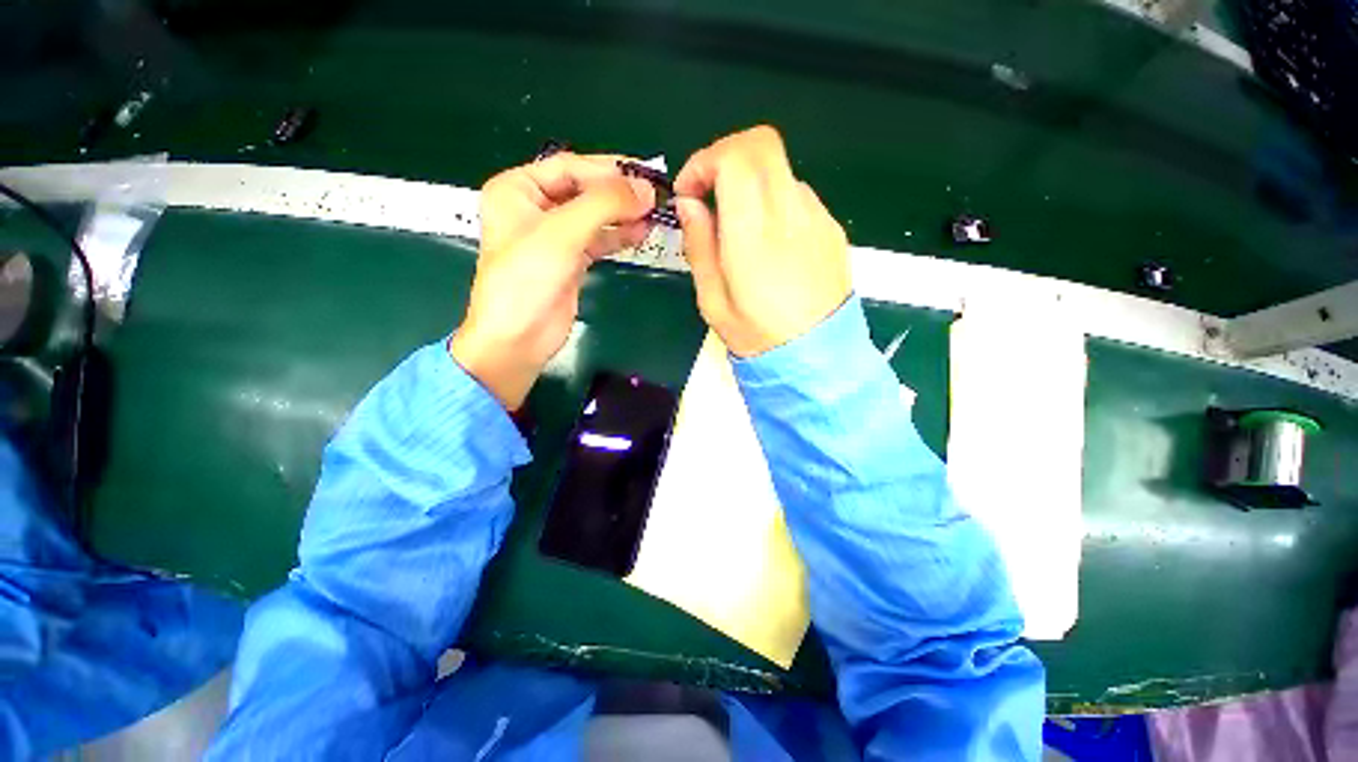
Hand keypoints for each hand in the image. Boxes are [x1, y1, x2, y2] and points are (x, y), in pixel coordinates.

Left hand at [451, 153, 654, 409]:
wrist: (518, 339)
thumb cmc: (527, 280)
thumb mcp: (562, 233)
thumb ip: (604, 205)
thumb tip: (647, 189)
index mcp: (518, 189)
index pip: (570, 167)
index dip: (608, 170)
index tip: (646, 176)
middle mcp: (535, 208)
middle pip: (584, 190)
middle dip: (619, 193)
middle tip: (655, 196)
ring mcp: (554, 237)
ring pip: (594, 216)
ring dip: (623, 215)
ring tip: (654, 216)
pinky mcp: (570, 261)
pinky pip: (598, 240)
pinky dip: (619, 236)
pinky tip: (640, 233)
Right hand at [674, 126, 850, 357]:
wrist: (815, 359)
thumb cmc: (757, 336)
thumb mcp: (712, 300)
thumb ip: (699, 245)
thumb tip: (690, 204)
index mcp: (755, 234)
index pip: (736, 156)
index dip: (705, 161)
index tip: (689, 193)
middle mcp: (791, 214)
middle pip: (762, 144)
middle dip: (725, 159)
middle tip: (708, 196)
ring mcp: (818, 218)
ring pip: (779, 171)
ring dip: (749, 184)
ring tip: (737, 229)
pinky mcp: (832, 228)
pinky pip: (796, 196)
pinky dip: (773, 202)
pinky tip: (768, 243)